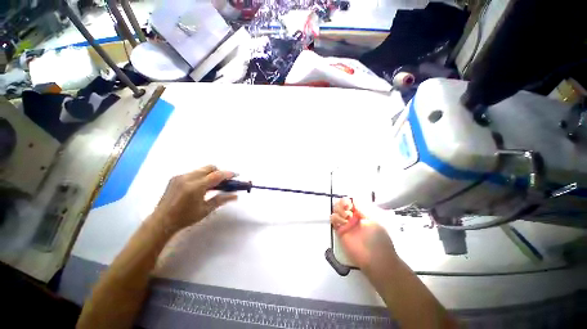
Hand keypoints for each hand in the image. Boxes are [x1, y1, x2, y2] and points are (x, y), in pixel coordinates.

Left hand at [151, 165, 236, 234]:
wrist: (161, 221)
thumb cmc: (185, 218)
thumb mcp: (206, 210)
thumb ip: (222, 200)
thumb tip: (236, 196)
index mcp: (195, 187)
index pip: (216, 175)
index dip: (228, 174)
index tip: (237, 175)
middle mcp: (188, 178)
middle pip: (210, 168)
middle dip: (220, 172)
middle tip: (224, 182)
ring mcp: (180, 176)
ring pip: (202, 169)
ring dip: (211, 174)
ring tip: (212, 185)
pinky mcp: (175, 177)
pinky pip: (194, 172)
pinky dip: (202, 176)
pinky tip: (200, 187)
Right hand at [331, 198, 396, 269]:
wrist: (376, 260)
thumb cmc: (379, 240)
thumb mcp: (374, 221)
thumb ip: (364, 209)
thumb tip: (355, 199)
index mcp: (363, 213)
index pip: (352, 201)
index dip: (349, 200)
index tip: (350, 203)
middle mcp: (353, 217)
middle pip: (342, 204)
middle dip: (342, 203)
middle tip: (347, 208)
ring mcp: (347, 224)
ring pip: (336, 210)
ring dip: (339, 210)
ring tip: (346, 217)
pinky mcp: (341, 232)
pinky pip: (334, 221)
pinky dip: (335, 218)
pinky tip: (342, 222)